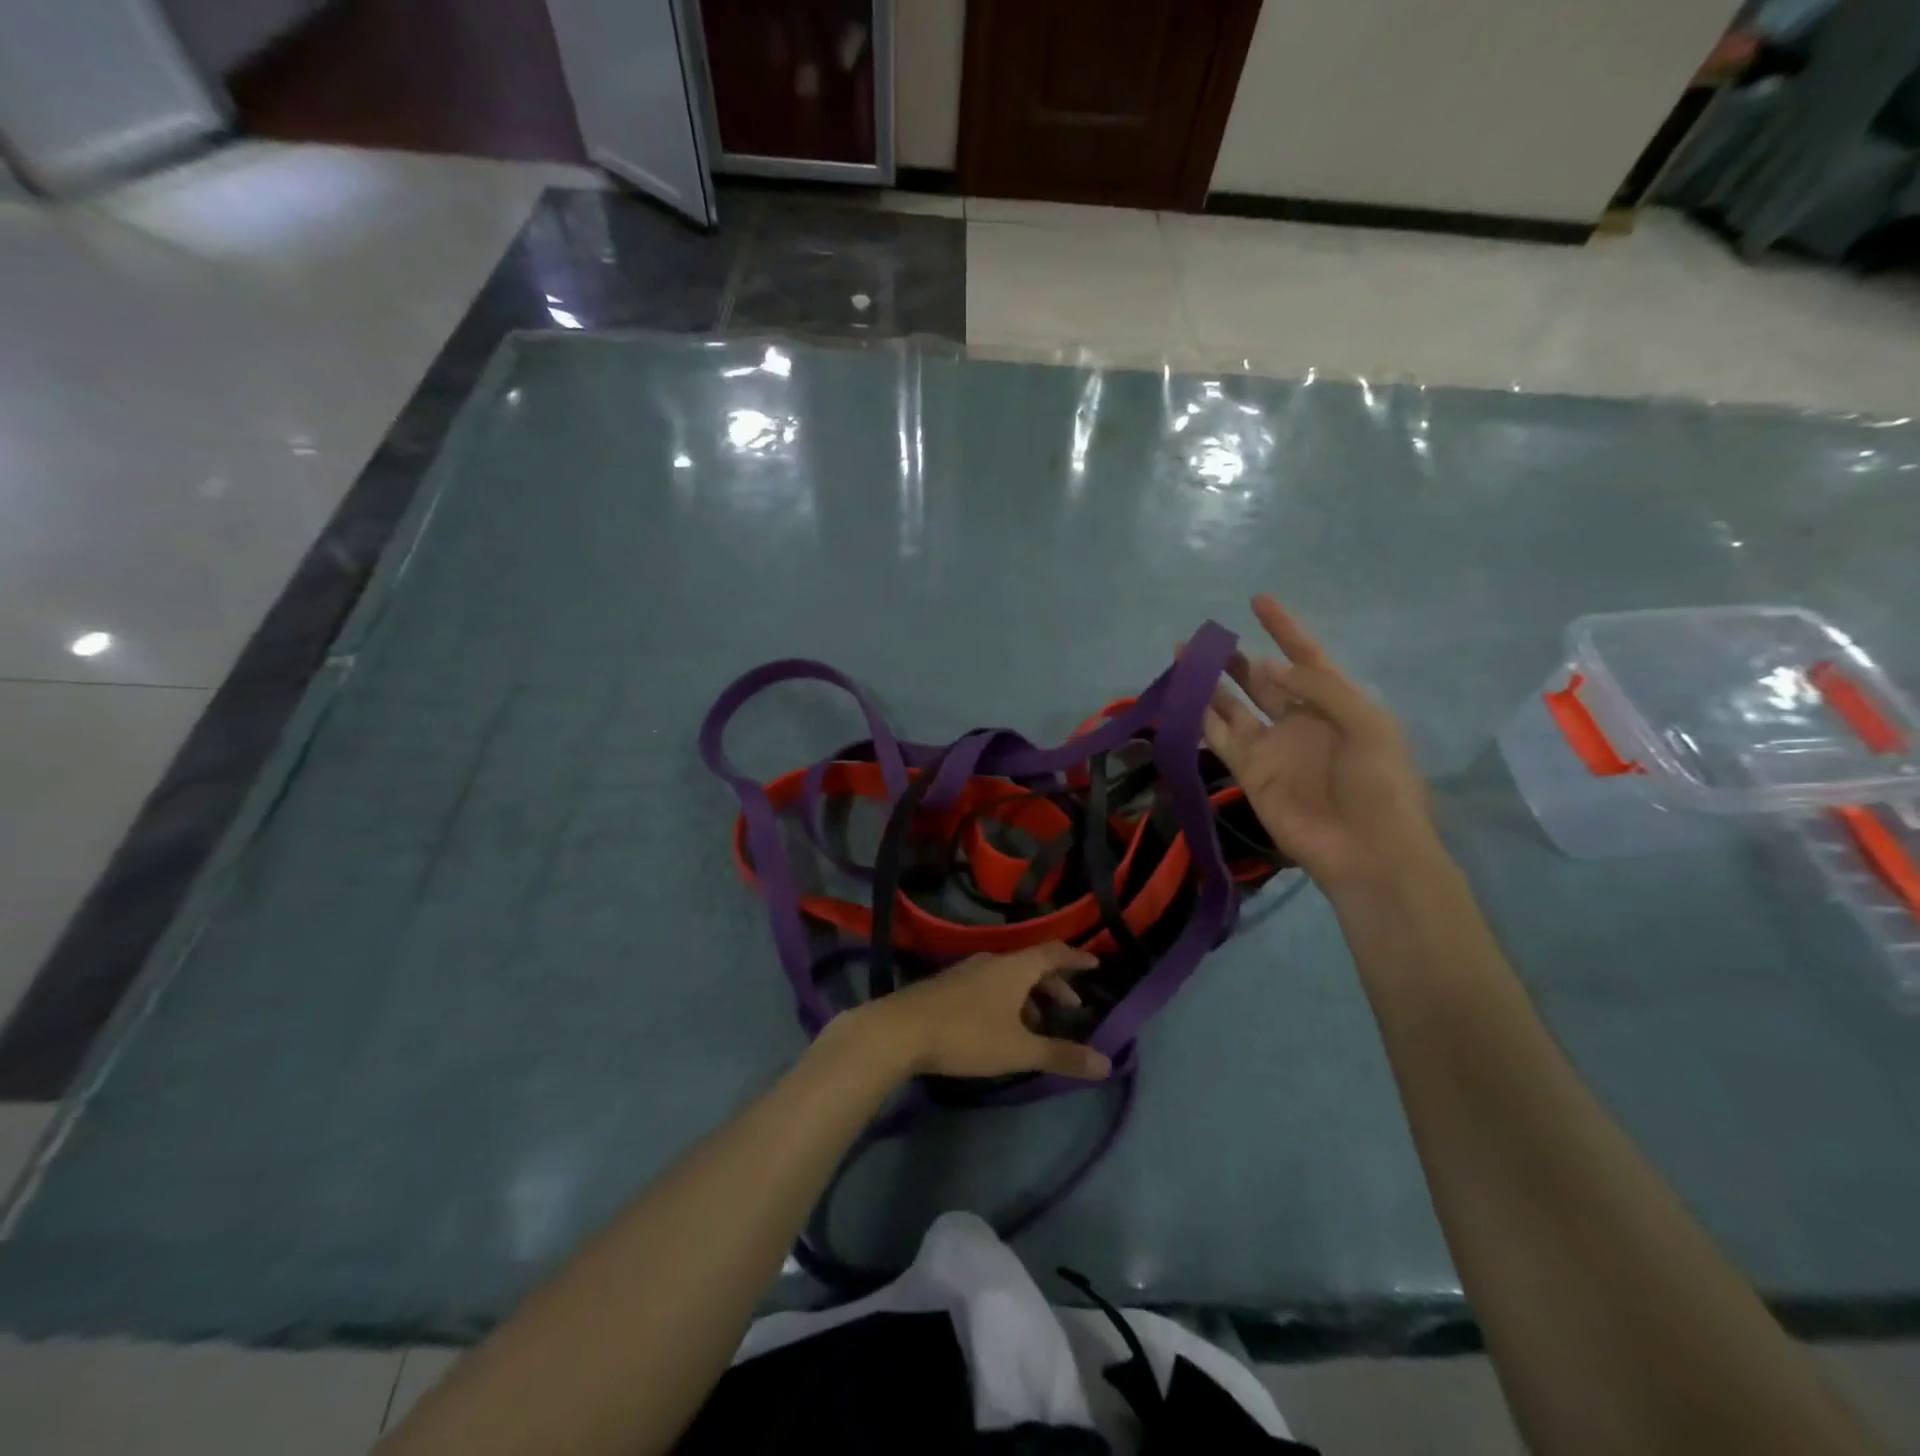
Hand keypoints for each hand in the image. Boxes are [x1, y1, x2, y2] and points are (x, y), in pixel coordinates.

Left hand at [838, 944, 1111, 1082]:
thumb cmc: (967, 1035)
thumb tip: (1106, 1062)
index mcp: (1015, 967)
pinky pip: (989, 983)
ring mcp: (966, 970)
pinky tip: (1000, 1024)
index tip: (1095, 963)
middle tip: (1072, 1005)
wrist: (900, 1030)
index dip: (1076, 958)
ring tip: (1037, 1023)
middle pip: (1031, 963)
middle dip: (1054, 983)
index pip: (1054, 953)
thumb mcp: (1018, 1049)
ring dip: (1029, 994)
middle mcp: (992, 960)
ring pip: (1008, 975)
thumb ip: (1061, 1055)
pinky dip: (1006, 997)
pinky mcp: (947, 985)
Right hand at [1204, 595, 1439, 891]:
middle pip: (1262, 679)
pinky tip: (1180, 698)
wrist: (1367, 849)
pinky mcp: (1248, 771)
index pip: (1305, 655)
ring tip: (1182, 659)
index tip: (1257, 600)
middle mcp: (1299, 719)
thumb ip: (1318, 689)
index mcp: (1335, 702)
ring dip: (1209, 683)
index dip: (1283, 628)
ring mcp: (1271, 746)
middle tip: (1204, 638)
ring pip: (1232, 705)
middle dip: (1235, 658)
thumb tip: (1268, 667)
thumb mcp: (1366, 724)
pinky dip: (1199, 718)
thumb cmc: (1380, 784)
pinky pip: (1218, 737)